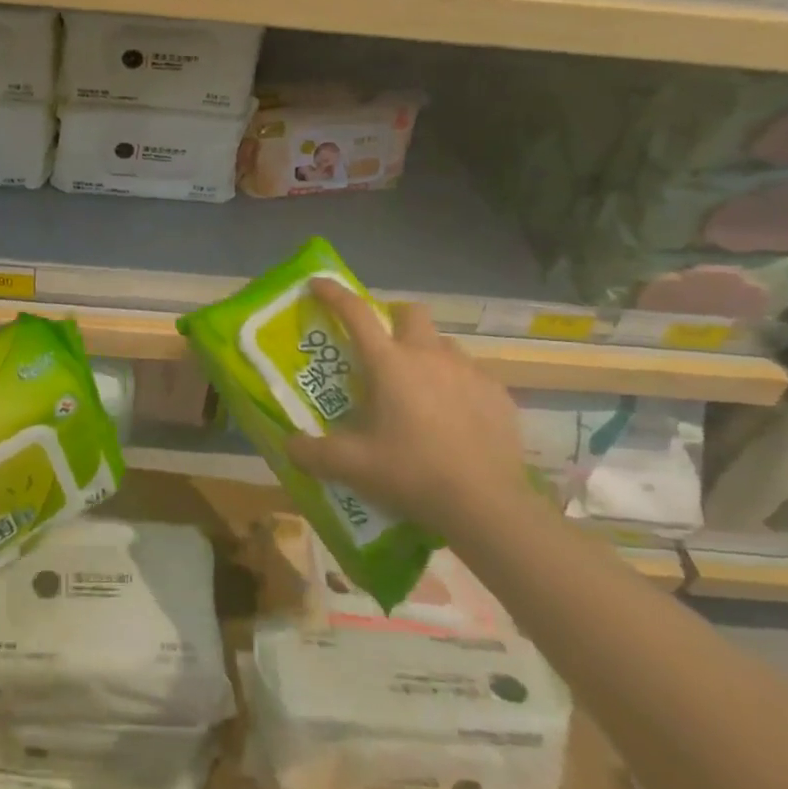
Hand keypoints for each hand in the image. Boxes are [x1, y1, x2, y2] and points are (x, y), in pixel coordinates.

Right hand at [285, 279, 528, 534]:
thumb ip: (312, 453)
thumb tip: (289, 445)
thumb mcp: (352, 466)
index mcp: (389, 364)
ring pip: (443, 344)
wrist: (486, 504)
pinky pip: (472, 376)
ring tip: (420, 390)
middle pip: (410, 313)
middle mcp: (429, 355)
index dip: (333, 294)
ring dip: (427, 355)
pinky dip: (457, 386)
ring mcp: (469, 372)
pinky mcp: (498, 394)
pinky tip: (454, 419)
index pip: (355, 313)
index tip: (317, 284)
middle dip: (394, 320)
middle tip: (382, 350)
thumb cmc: (412, 473)